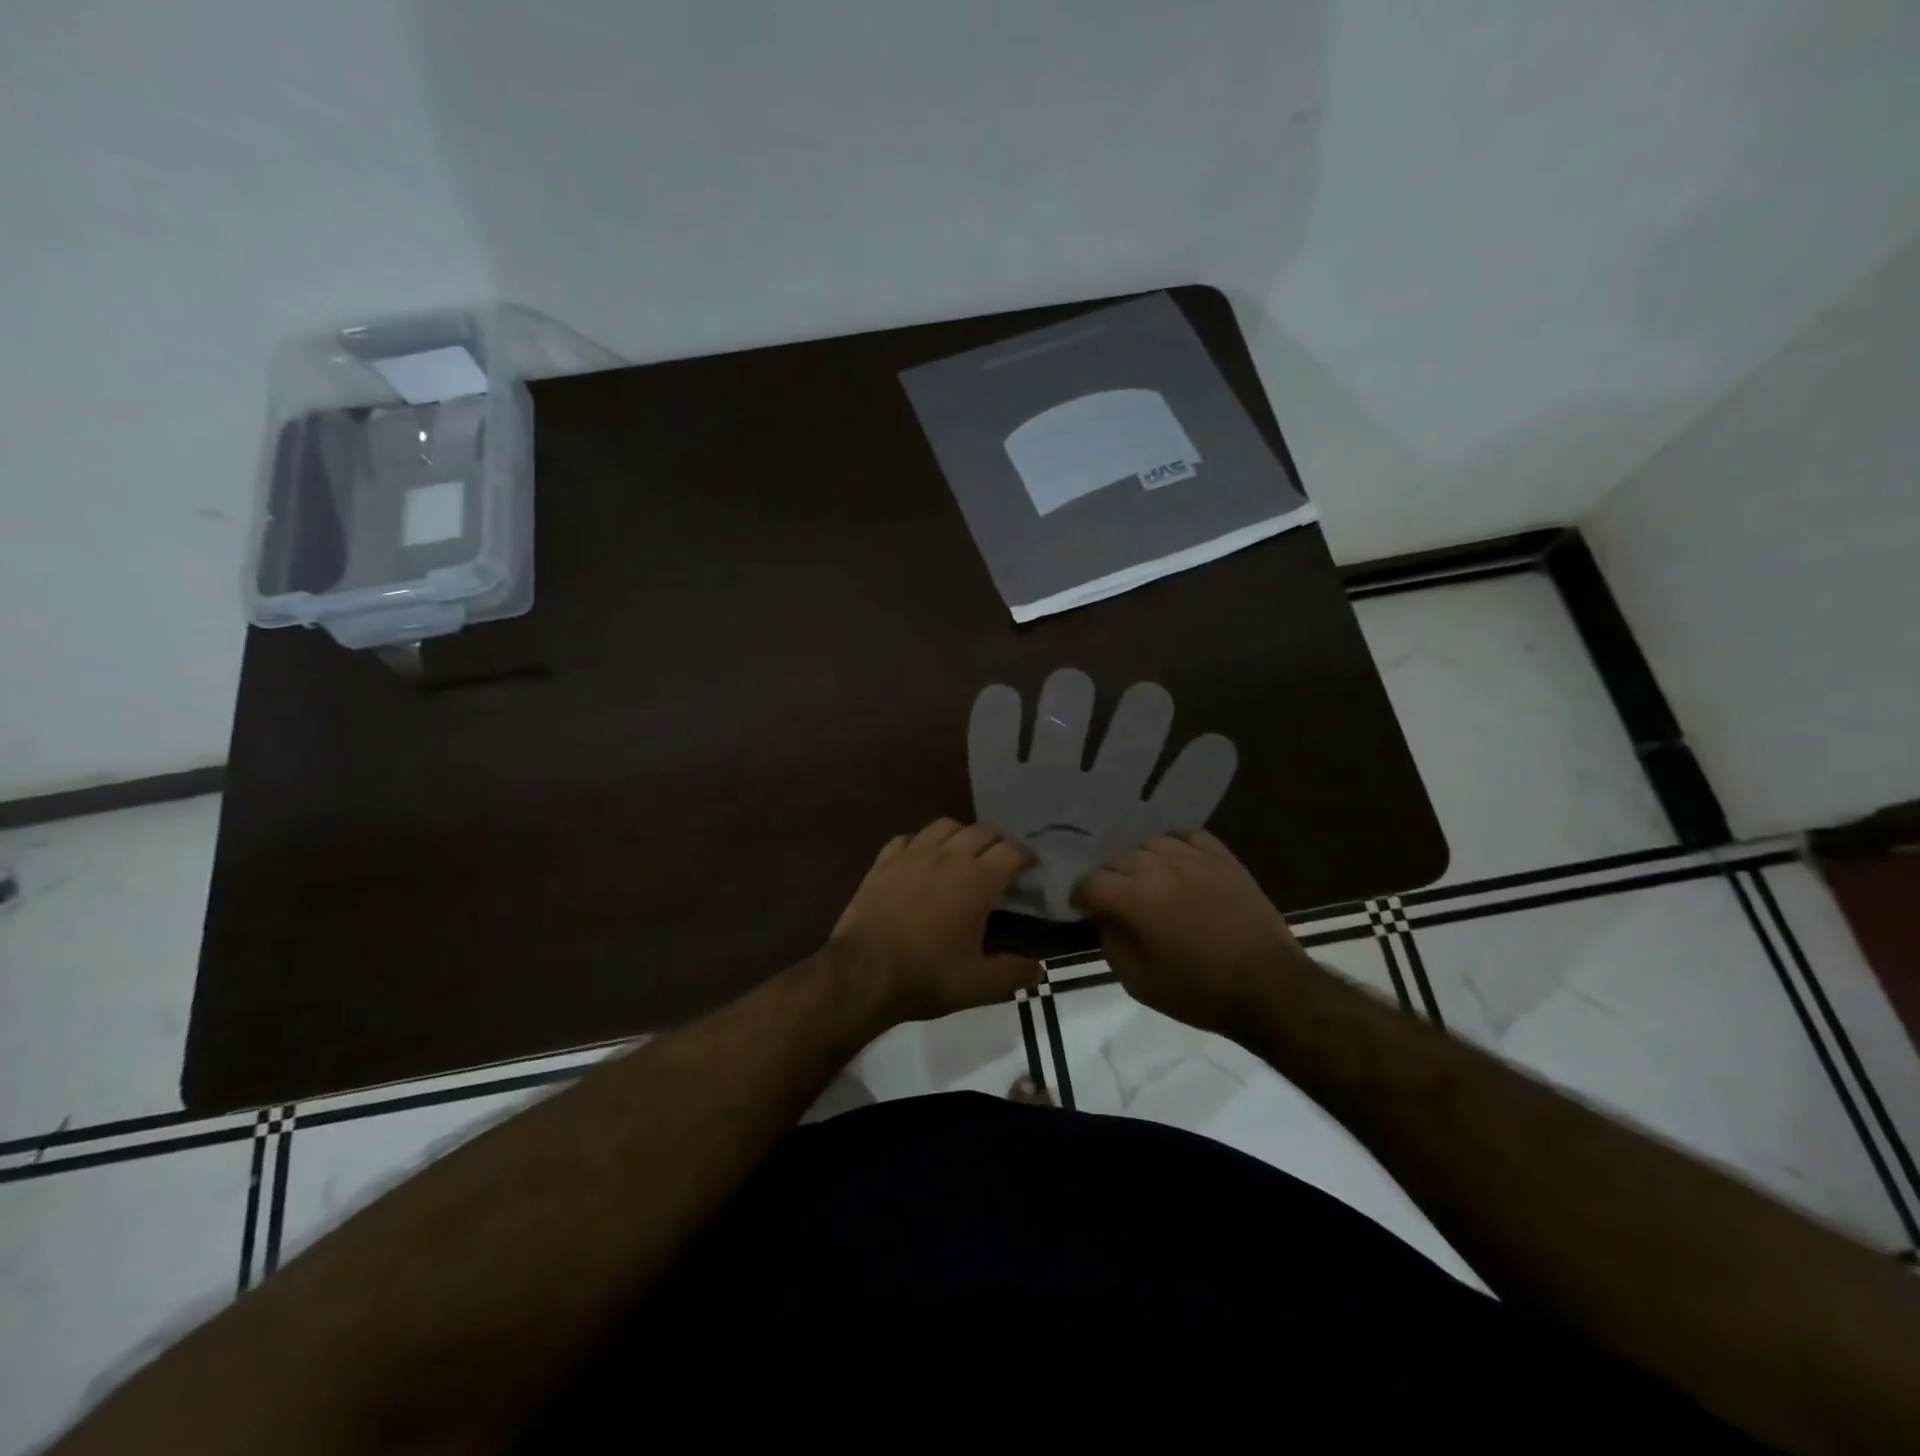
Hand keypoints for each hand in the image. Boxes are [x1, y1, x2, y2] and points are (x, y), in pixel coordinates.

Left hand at [829, 819, 1040, 1023]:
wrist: (864, 972)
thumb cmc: (927, 975)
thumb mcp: (979, 984)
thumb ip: (1014, 974)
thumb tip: (1039, 970)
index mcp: (978, 879)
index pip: (1012, 851)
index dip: (1027, 856)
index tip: (1031, 868)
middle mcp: (949, 856)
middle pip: (982, 831)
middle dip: (997, 842)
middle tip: (1000, 863)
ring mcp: (913, 854)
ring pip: (945, 825)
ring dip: (961, 835)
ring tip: (963, 854)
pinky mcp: (884, 860)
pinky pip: (909, 837)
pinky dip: (922, 843)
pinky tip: (921, 859)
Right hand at [1075, 831, 1307, 1037]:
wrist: (1268, 987)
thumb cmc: (1198, 991)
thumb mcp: (1137, 981)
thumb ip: (1110, 941)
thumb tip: (1102, 916)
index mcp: (1133, 899)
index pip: (1090, 882)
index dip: (1080, 896)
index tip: (1083, 909)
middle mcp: (1158, 867)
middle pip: (1117, 859)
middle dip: (1110, 880)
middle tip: (1118, 902)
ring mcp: (1192, 857)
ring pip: (1149, 844)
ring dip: (1141, 863)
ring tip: (1148, 882)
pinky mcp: (1221, 856)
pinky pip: (1187, 835)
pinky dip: (1174, 846)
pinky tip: (1176, 863)